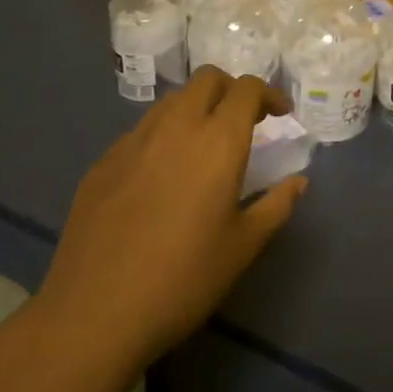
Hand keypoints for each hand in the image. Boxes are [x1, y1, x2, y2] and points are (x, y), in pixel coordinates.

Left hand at [29, 67, 306, 370]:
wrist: (94, 312)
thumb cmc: (183, 279)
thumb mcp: (243, 247)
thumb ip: (276, 205)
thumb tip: (298, 181)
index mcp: (217, 141)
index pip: (247, 89)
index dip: (269, 94)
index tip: (280, 115)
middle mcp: (176, 126)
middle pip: (207, 78)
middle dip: (231, 89)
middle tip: (244, 120)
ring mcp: (134, 140)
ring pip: (172, 100)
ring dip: (196, 108)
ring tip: (204, 145)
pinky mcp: (103, 161)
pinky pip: (142, 130)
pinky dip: (164, 135)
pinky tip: (162, 175)